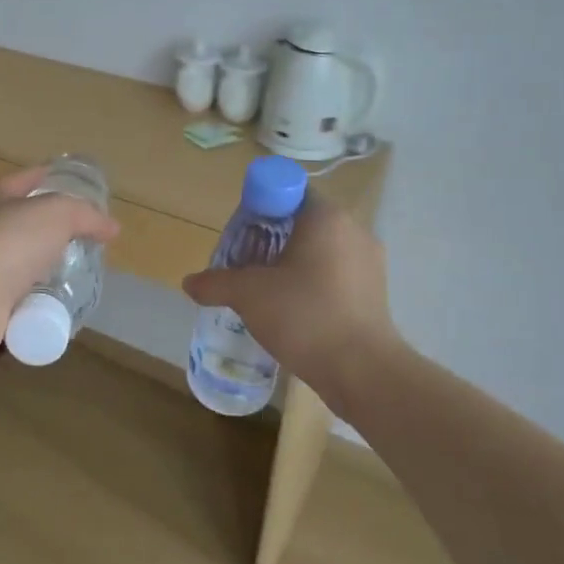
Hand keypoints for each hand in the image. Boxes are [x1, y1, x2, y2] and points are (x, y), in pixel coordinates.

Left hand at [0, 168, 120, 370]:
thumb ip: (85, 215)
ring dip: (47, 267)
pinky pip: (20, 297)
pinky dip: (38, 300)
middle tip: (88, 236)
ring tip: (80, 272)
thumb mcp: (56, 214)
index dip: (52, 176)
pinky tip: (59, 303)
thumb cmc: (8, 242)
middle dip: (55, 228)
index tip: (79, 184)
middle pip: (25, 222)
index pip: (27, 178)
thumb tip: (111, 227)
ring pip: (23, 262)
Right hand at [181, 197, 402, 402]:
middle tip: (244, 265)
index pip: (286, 191)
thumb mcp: (248, 295)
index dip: (258, 208)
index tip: (242, 236)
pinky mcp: (374, 292)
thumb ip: (216, 282)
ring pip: (319, 250)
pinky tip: (293, 310)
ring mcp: (369, 263)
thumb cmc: (305, 316)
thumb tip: (189, 282)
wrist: (363, 372)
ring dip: (290, 263)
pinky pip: (334, 274)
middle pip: (301, 221)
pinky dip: (311, 283)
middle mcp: (353, 230)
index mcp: (326, 217)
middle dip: (269, 239)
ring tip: (265, 290)